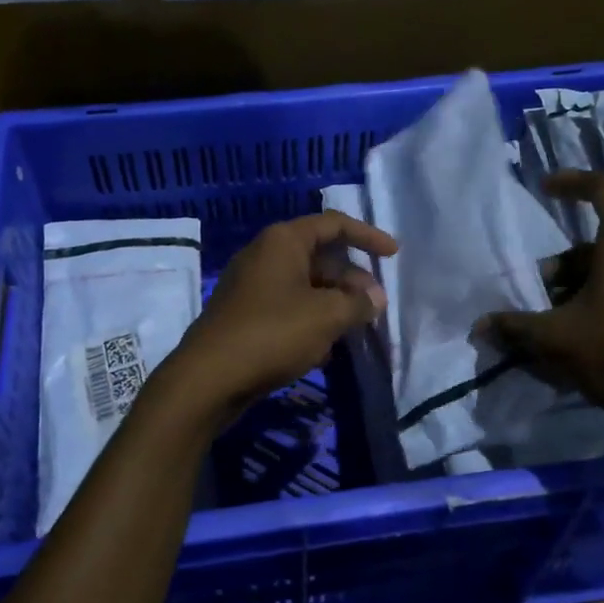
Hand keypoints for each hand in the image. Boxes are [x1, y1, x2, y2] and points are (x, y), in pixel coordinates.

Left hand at [161, 212, 397, 420]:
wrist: (210, 377)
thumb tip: (376, 298)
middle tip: (376, 307)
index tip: (393, 254)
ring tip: (356, 330)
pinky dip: (311, 320)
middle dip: (352, 281)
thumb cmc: (273, 333)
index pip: (333, 224)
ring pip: (306, 286)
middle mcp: (265, 255)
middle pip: (321, 258)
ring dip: (334, 305)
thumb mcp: (326, 316)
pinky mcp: (245, 315)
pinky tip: (324, 349)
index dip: (367, 236)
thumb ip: (358, 303)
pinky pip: (288, 308)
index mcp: (283, 241)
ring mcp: (252, 286)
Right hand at [479, 171, 603, 444]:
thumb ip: (515, 328)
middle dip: (567, 263)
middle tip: (541, 292)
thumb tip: (479, 326)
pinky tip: (594, 343)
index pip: (603, 189)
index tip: (546, 188)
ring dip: (589, 287)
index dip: (572, 182)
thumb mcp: (556, 338)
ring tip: (563, 323)